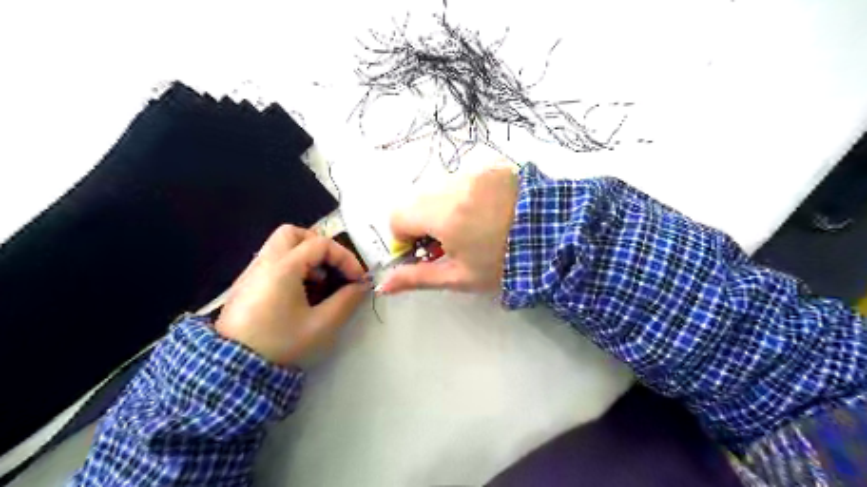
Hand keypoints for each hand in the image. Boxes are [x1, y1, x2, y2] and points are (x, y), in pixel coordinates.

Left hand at [220, 227, 367, 366]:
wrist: (235, 370)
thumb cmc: (282, 344)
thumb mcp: (322, 325)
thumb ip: (346, 301)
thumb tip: (360, 286)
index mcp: (283, 268)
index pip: (320, 244)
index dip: (345, 258)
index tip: (357, 279)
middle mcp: (265, 263)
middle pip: (293, 233)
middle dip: (319, 245)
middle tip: (332, 267)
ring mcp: (251, 273)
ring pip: (280, 246)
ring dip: (305, 256)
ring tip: (319, 283)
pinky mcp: (246, 286)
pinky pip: (272, 262)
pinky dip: (292, 267)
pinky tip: (300, 294)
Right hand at [380, 168, 516, 293]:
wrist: (555, 238)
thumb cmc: (504, 263)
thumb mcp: (459, 276)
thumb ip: (417, 278)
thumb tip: (382, 285)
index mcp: (444, 213)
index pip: (397, 216)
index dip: (404, 236)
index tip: (424, 250)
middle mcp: (453, 183)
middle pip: (415, 200)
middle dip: (422, 221)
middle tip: (449, 240)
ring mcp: (473, 170)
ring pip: (436, 187)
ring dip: (441, 206)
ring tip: (470, 224)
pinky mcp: (489, 164)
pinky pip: (460, 176)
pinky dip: (461, 193)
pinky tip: (483, 209)